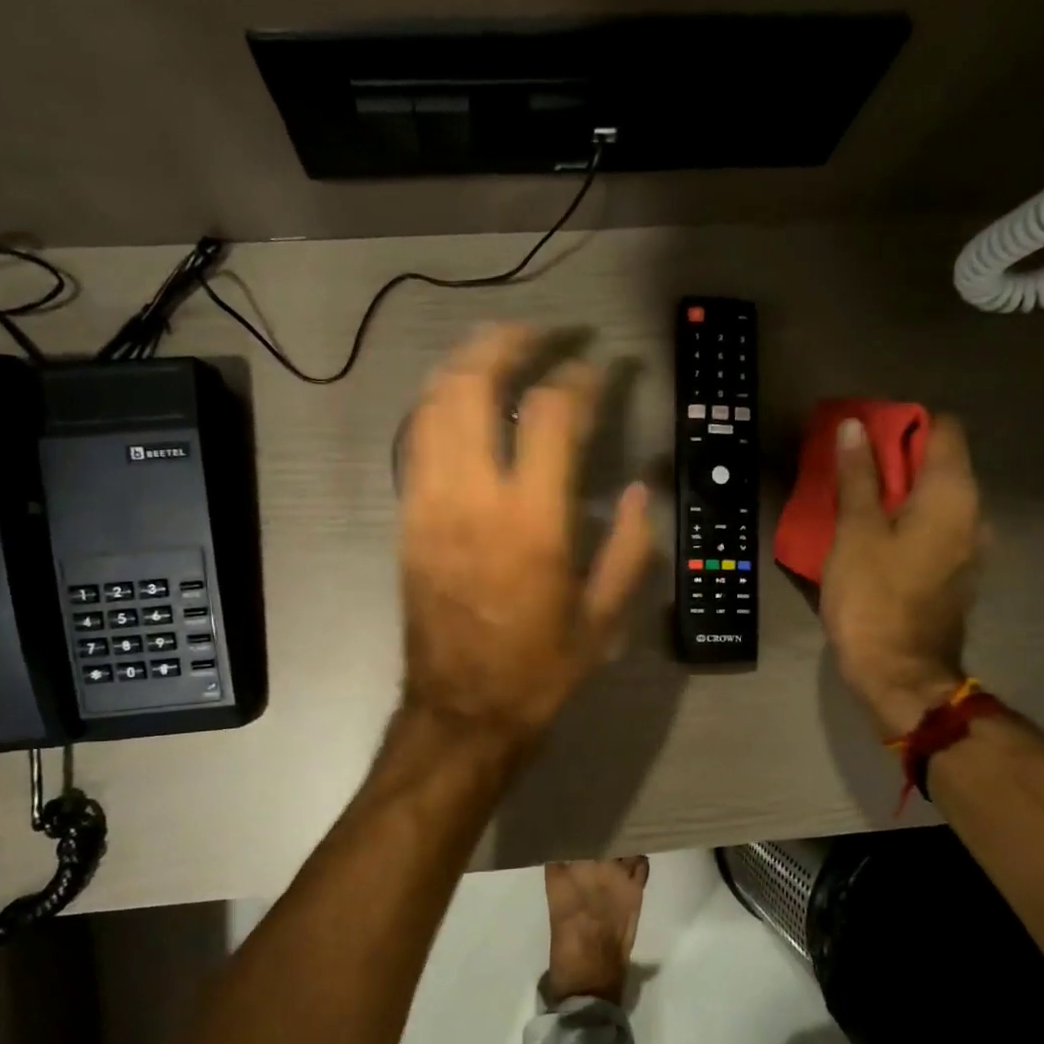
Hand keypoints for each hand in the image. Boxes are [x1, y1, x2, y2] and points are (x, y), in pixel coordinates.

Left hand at [398, 325, 653, 746]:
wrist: (461, 711)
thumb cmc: (538, 670)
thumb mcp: (603, 619)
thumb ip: (628, 548)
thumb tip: (636, 491)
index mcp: (531, 521)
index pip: (553, 414)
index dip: (581, 376)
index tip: (602, 365)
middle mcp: (472, 497)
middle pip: (474, 384)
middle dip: (509, 342)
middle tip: (544, 332)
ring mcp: (428, 504)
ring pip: (433, 403)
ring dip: (466, 362)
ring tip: (501, 348)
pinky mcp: (407, 519)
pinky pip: (415, 440)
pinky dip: (439, 403)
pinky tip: (463, 399)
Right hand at [820, 415, 981, 738]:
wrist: (900, 673)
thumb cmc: (873, 598)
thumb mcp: (855, 532)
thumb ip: (858, 477)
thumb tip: (854, 426)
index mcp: (953, 495)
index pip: (943, 429)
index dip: (903, 423)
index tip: (864, 435)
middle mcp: (973, 513)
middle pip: (940, 463)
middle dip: (895, 457)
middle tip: (848, 467)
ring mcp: (969, 546)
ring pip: (935, 497)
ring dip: (898, 491)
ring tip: (854, 501)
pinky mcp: (956, 572)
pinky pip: (934, 527)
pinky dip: (906, 520)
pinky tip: (872, 536)